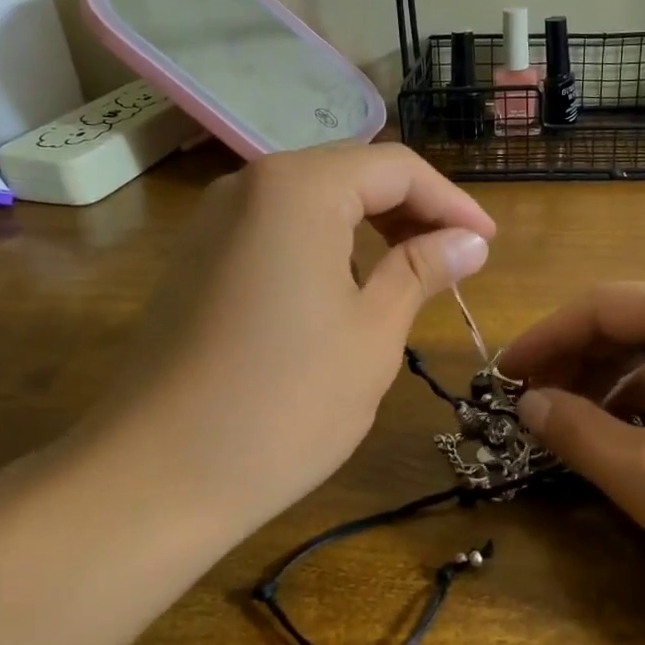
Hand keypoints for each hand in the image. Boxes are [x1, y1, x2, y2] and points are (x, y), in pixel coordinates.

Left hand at [71, 144, 494, 532]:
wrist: (156, 476)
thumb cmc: (285, 403)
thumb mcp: (372, 333)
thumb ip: (422, 270)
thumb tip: (470, 240)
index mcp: (298, 188)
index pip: (395, 168)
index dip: (451, 202)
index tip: (488, 243)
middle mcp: (250, 186)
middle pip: (350, 174)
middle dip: (410, 210)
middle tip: (456, 258)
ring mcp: (214, 222)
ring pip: (312, 202)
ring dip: (368, 228)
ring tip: (411, 274)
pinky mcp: (196, 260)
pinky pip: (276, 231)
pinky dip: (324, 247)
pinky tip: (346, 290)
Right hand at [500, 282, 644, 631]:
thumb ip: (577, 433)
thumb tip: (528, 404)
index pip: (597, 306)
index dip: (541, 341)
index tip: (500, 379)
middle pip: (627, 320)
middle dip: (574, 362)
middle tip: (531, 407)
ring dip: (608, 381)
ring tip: (573, 425)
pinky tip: (632, 434)